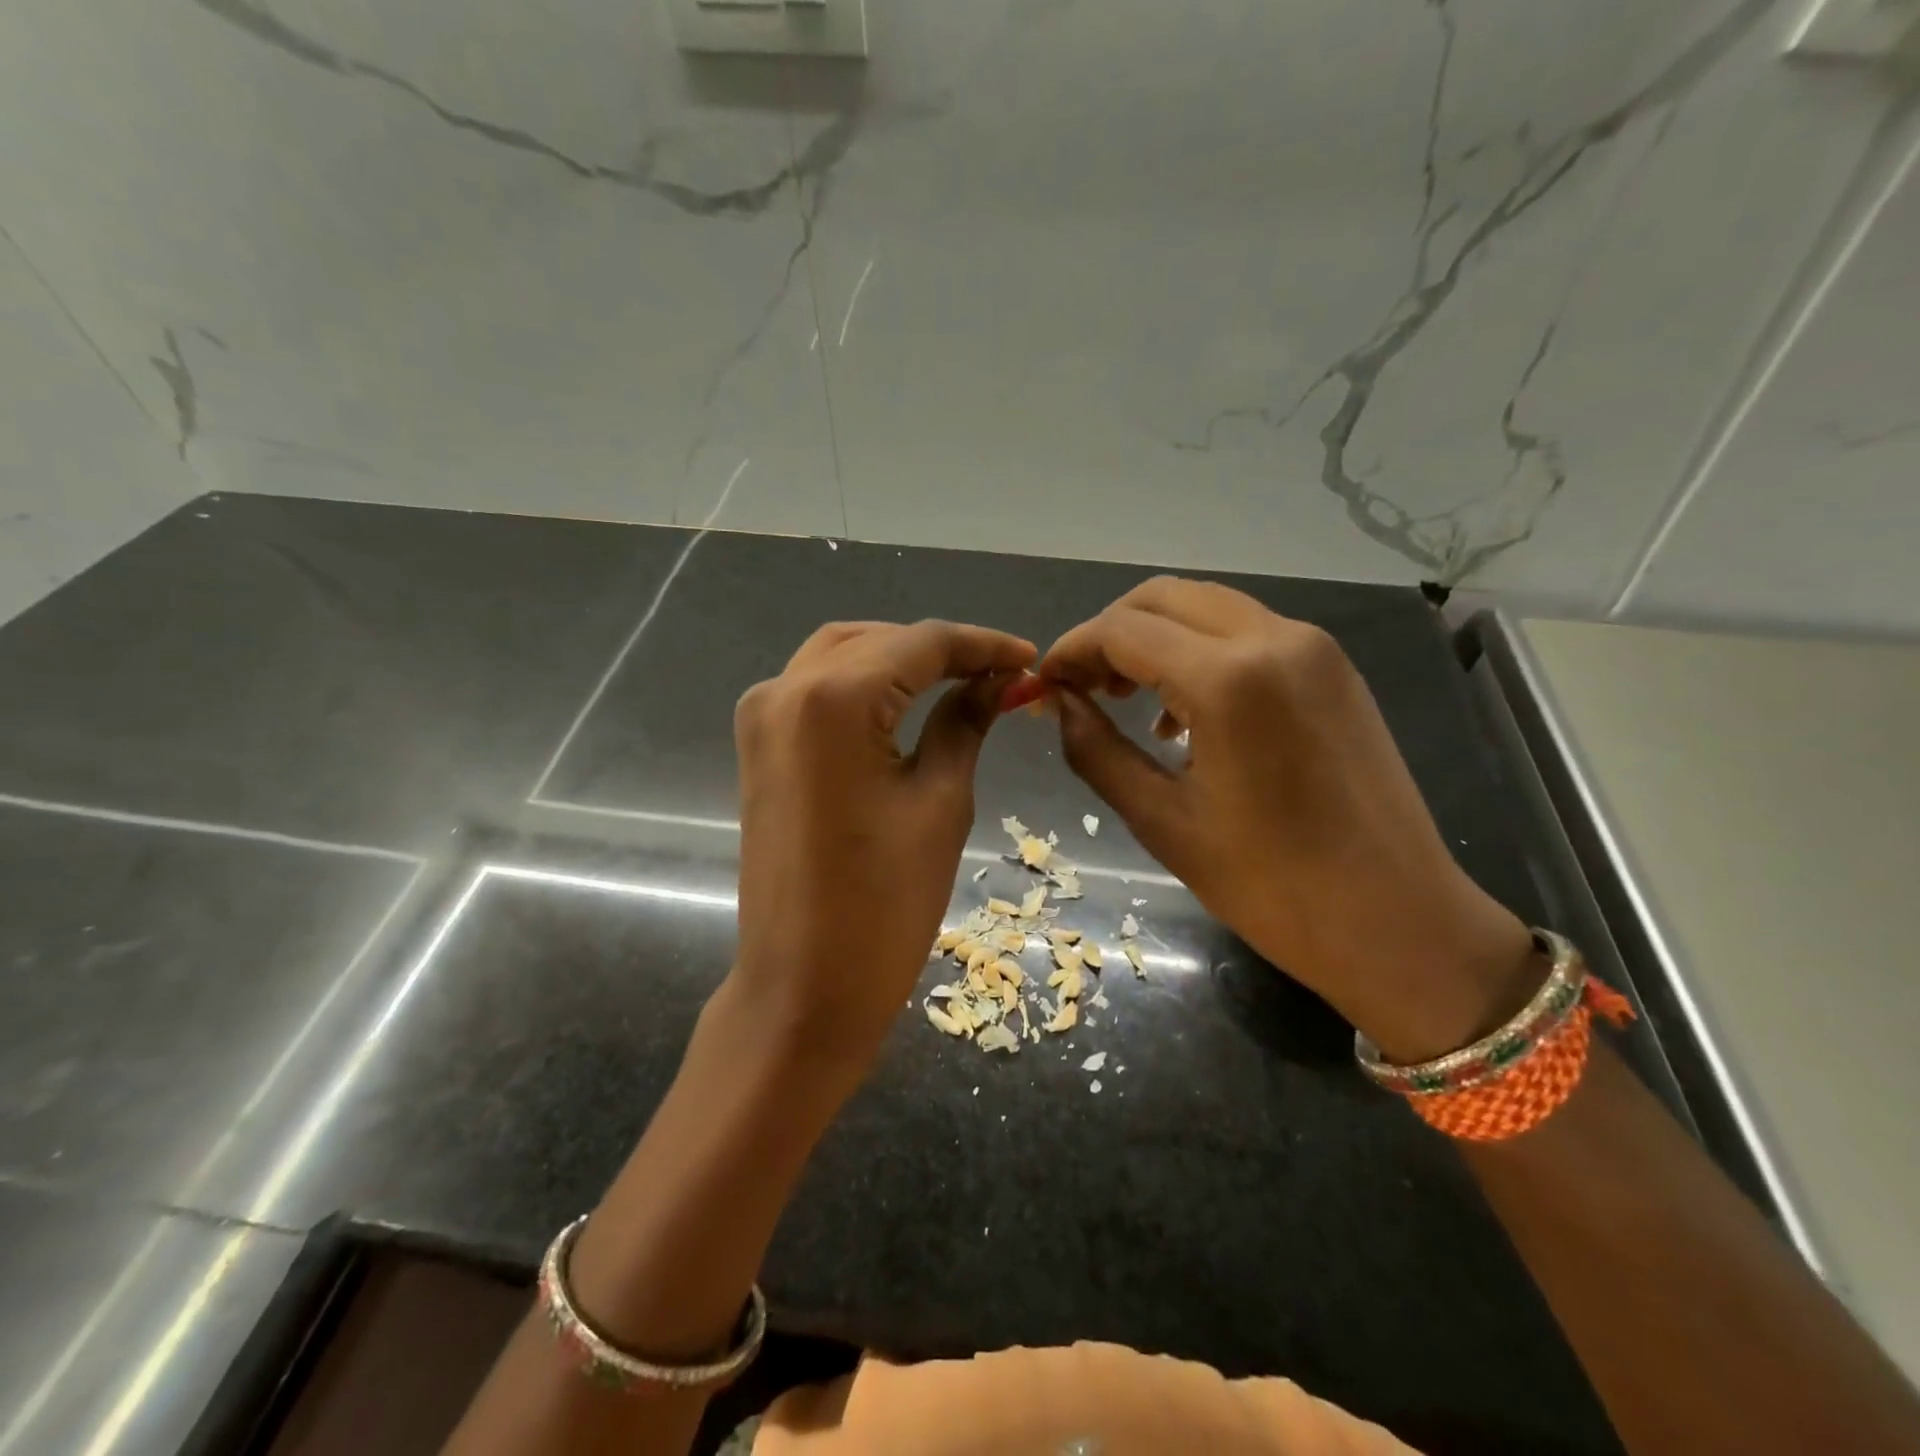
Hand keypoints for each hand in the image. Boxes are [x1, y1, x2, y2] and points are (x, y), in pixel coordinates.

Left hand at [730, 619, 1036, 1076]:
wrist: (802, 988)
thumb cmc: (885, 905)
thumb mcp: (941, 802)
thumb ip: (965, 722)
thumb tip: (1000, 680)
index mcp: (834, 699)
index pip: (921, 643)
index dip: (981, 645)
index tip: (1029, 657)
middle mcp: (784, 689)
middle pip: (878, 641)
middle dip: (940, 650)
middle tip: (999, 674)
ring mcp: (761, 717)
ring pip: (841, 656)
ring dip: (899, 660)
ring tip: (959, 681)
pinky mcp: (757, 745)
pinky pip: (814, 689)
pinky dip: (863, 685)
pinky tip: (905, 701)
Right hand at [1040, 577, 1537, 1061]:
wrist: (1399, 922)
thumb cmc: (1271, 886)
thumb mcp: (1162, 821)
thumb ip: (1096, 750)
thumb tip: (1058, 703)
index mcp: (1228, 680)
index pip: (1122, 631)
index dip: (1071, 650)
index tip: (1044, 685)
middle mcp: (1275, 639)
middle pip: (1163, 598)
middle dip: (1109, 633)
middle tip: (1081, 687)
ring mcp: (1313, 648)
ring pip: (1207, 608)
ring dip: (1154, 638)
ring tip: (1126, 698)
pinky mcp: (1334, 668)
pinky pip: (1247, 632)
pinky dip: (1200, 651)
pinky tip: (1184, 712)